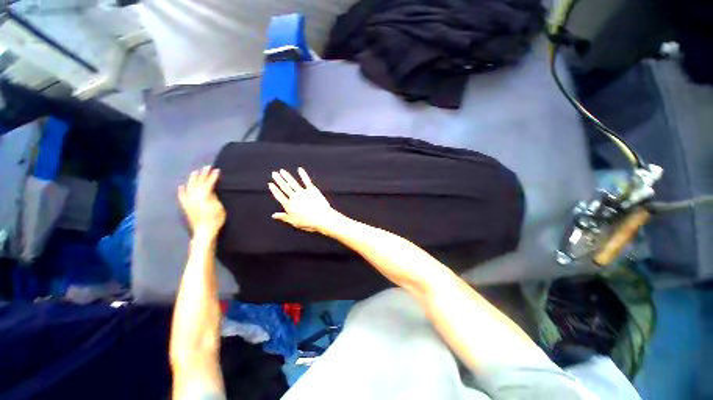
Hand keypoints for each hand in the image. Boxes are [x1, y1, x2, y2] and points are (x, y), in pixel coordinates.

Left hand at [178, 166, 225, 235]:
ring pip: (189, 186)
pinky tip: (181, 186)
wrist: (204, 231)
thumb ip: (214, 197)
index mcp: (204, 195)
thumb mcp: (219, 207)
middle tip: (207, 167)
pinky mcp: (185, 206)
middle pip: (198, 182)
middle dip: (203, 174)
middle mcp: (194, 195)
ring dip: (193, 179)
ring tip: (195, 172)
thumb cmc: (215, 219)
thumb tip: (210, 191)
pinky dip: (182, 190)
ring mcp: (188, 200)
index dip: (213, 176)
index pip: (209, 182)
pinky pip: (182, 196)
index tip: (217, 170)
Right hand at [268, 168, 341, 232]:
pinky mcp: (312, 190)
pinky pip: (306, 180)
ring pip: (293, 182)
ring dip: (287, 176)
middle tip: (274, 173)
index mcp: (289, 206)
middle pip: (285, 187)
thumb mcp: (293, 222)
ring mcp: (303, 192)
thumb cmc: (308, 222)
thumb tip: (273, 215)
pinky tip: (300, 169)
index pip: (279, 196)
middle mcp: (294, 197)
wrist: (322, 218)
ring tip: (282, 171)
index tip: (270, 184)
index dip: (274, 190)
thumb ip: (283, 217)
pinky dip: (303, 174)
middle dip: (279, 180)